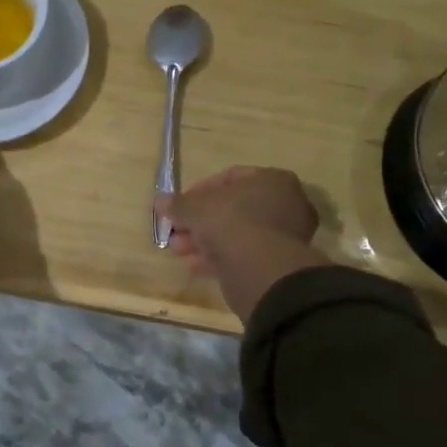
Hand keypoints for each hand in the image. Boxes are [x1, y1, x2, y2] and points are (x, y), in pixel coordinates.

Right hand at [156, 167, 326, 323]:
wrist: (259, 269)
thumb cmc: (230, 222)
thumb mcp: (194, 208)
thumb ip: (177, 203)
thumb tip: (160, 201)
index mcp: (273, 180)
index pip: (230, 177)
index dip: (199, 190)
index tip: (180, 205)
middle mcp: (286, 204)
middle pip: (233, 208)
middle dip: (200, 221)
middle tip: (177, 231)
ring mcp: (286, 236)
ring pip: (237, 234)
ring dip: (206, 241)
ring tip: (180, 251)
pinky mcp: (279, 263)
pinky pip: (244, 254)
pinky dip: (220, 258)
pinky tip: (196, 266)